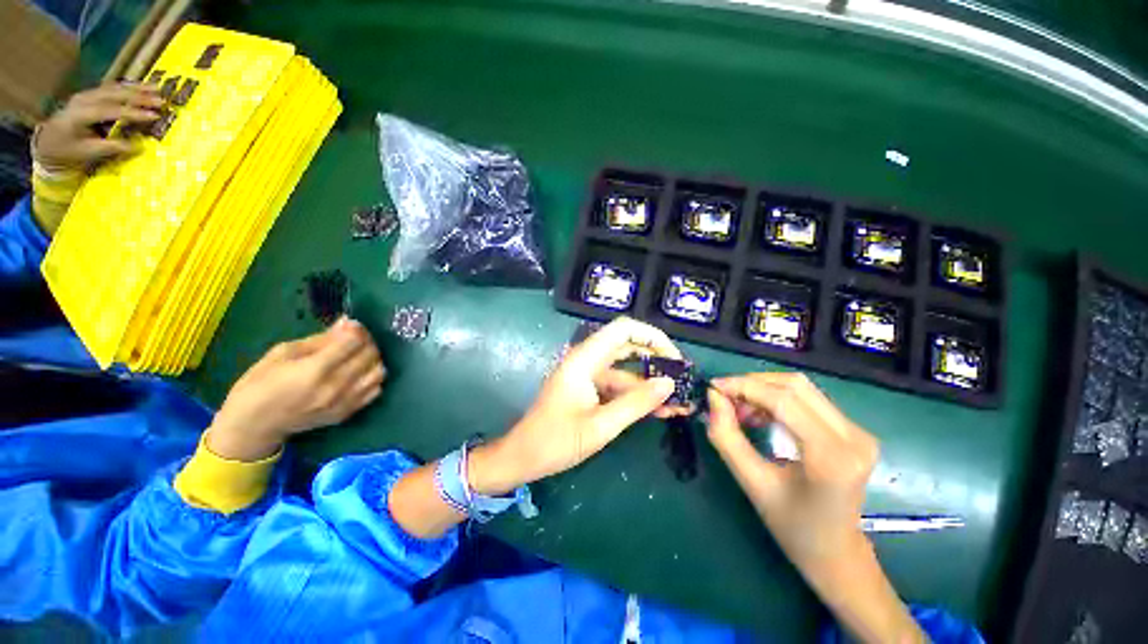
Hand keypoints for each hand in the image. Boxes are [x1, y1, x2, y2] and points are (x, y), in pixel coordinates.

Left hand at [33, 82, 163, 170]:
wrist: (48, 141)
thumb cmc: (68, 150)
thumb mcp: (87, 153)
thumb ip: (110, 148)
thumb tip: (137, 146)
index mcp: (81, 115)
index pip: (112, 111)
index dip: (134, 113)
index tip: (155, 116)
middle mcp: (84, 99)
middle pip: (114, 94)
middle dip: (139, 96)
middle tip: (161, 100)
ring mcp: (87, 94)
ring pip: (115, 88)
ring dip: (137, 88)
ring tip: (157, 88)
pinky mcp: (90, 94)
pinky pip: (111, 87)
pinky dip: (128, 86)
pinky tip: (141, 86)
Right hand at [208, 318, 386, 460]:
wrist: (254, 425)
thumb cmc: (259, 384)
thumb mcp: (282, 352)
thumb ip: (320, 339)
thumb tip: (347, 324)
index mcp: (314, 370)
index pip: (353, 343)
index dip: (357, 330)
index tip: (351, 325)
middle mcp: (335, 387)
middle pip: (369, 356)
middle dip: (367, 341)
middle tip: (356, 337)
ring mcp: (344, 402)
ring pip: (379, 373)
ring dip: (374, 359)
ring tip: (359, 354)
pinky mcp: (348, 413)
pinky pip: (375, 390)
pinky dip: (373, 377)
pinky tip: (360, 372)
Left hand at [469, 317, 688, 494]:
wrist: (523, 457)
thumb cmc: (555, 440)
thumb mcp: (600, 425)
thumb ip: (636, 403)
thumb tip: (670, 383)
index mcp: (585, 359)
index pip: (624, 329)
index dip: (652, 336)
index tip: (674, 358)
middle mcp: (588, 360)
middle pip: (629, 347)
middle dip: (657, 360)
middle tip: (683, 379)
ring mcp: (589, 376)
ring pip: (627, 371)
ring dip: (651, 385)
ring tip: (681, 403)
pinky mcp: (590, 390)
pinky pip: (619, 387)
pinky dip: (638, 397)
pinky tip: (661, 411)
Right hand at [706, 372, 877, 569]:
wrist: (837, 552)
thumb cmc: (792, 526)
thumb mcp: (751, 482)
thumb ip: (727, 437)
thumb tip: (713, 398)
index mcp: (832, 457)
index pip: (783, 400)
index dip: (743, 386)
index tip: (712, 387)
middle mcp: (854, 436)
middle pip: (794, 385)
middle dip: (751, 384)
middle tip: (724, 399)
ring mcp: (858, 431)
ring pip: (801, 388)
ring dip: (763, 390)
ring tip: (740, 410)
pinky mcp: (854, 430)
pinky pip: (808, 399)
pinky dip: (776, 399)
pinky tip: (760, 415)